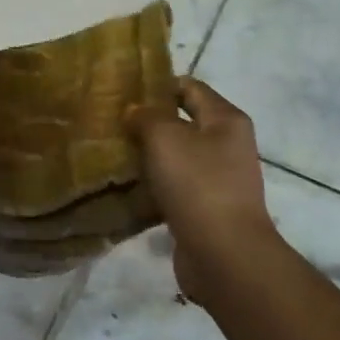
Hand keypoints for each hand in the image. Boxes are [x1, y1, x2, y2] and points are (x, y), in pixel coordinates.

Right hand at [126, 78, 275, 301]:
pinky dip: (153, 185)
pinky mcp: (206, 208)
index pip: (190, 87)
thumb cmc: (198, 184)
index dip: (158, 84)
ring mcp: (219, 179)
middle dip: (148, 121)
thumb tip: (135, 111)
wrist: (224, 255)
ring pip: (176, 156)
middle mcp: (227, 145)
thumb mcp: (165, 137)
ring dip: (148, 155)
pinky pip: (174, 186)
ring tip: (113, 152)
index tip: (123, 90)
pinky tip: (126, 187)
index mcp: (226, 119)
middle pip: (183, 121)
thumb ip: (146, 116)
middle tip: (112, 121)